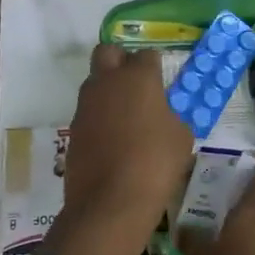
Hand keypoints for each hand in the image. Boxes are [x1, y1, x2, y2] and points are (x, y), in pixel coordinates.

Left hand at [47, 44, 192, 254]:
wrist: (110, 202)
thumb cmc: (156, 163)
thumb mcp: (181, 137)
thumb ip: (173, 116)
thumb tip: (163, 114)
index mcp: (137, 77)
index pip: (147, 54)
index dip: (156, 66)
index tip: (163, 82)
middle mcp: (106, 82)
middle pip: (108, 52)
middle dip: (121, 60)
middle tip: (137, 83)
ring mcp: (85, 105)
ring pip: (94, 81)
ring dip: (108, 89)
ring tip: (127, 116)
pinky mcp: (73, 128)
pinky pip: (88, 111)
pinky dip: (99, 117)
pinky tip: (114, 139)